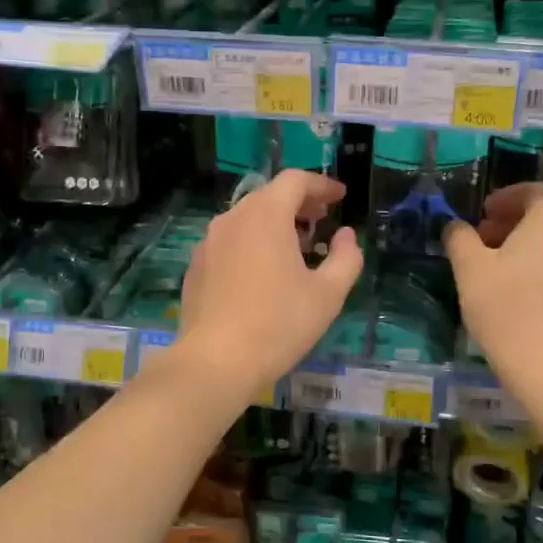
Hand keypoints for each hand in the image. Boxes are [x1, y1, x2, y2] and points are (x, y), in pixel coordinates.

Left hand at [175, 170, 362, 394]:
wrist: (216, 361)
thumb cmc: (279, 323)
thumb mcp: (328, 294)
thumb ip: (346, 258)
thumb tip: (346, 236)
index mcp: (265, 215)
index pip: (295, 181)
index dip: (321, 185)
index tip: (340, 197)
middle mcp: (232, 218)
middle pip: (269, 196)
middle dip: (298, 203)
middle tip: (321, 220)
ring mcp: (208, 242)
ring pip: (246, 219)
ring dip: (274, 223)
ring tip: (295, 247)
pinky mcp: (196, 267)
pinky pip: (229, 242)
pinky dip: (252, 243)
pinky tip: (262, 273)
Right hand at [444, 183, 542, 369]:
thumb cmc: (504, 304)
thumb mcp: (469, 267)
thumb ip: (460, 238)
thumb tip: (456, 227)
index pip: (535, 192)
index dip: (507, 197)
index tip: (483, 212)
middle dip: (512, 223)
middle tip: (482, 239)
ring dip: (525, 247)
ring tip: (495, 267)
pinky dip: (539, 268)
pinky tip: (515, 291)